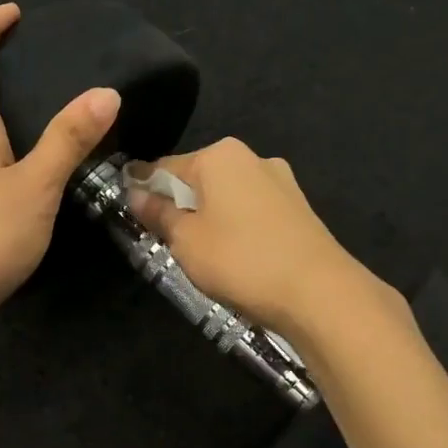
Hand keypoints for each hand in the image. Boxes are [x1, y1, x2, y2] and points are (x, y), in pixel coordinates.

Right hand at [124, 138, 377, 338]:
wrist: (318, 292)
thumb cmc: (240, 260)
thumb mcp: (186, 240)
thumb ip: (158, 214)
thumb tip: (136, 193)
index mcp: (219, 155)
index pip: (165, 166)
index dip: (143, 188)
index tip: (128, 209)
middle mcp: (252, 157)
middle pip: (199, 178)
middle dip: (179, 203)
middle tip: (164, 238)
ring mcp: (280, 182)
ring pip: (228, 195)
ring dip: (209, 216)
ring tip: (200, 252)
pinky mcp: (299, 208)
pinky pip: (252, 211)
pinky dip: (236, 226)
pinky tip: (235, 254)